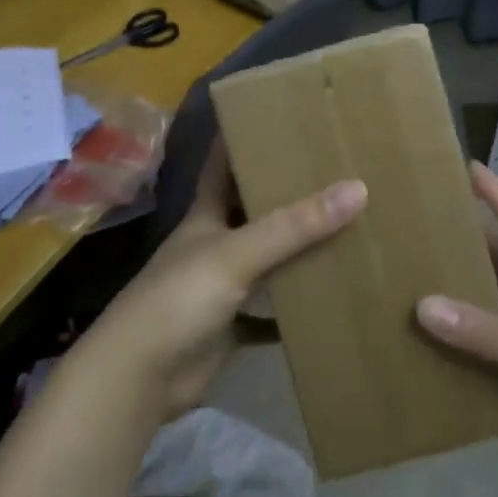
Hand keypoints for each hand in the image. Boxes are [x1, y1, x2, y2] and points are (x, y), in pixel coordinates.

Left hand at [84, 140, 366, 418]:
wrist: (139, 378)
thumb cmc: (179, 299)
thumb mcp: (237, 254)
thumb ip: (294, 226)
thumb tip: (357, 188)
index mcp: (206, 215)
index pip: (223, 164)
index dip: (244, 139)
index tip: (280, 117)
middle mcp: (214, 244)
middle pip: (253, 211)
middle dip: (287, 194)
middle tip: (336, 172)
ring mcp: (222, 287)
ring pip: (267, 260)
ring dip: (298, 250)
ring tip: (346, 227)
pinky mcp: (231, 326)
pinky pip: (272, 312)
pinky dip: (296, 308)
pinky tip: (331, 298)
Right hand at [416, 164, 497, 496]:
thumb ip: (491, 336)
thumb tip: (422, 305)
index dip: (497, 194)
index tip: (464, 164)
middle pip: (495, 263)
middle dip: (459, 240)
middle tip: (409, 225)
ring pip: (483, 306)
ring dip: (451, 292)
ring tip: (401, 279)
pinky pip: (479, 350)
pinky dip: (453, 343)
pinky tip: (420, 345)